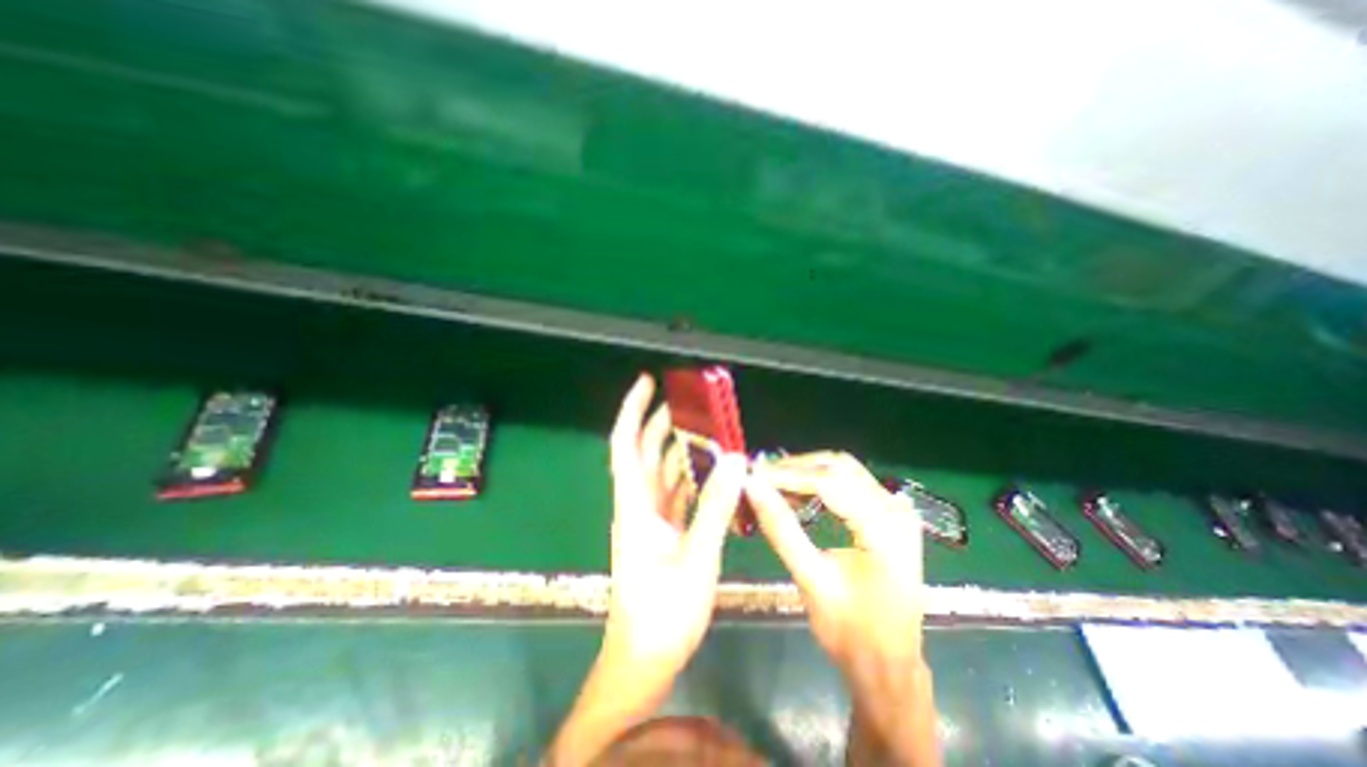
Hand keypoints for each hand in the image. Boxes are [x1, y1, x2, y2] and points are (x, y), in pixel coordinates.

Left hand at [543, 377, 743, 765]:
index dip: (632, 410)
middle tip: (692, 403)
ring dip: (680, 449)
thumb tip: (735, 460)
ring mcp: (650, 519)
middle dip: (663, 423)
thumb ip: (715, 507)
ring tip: (708, 430)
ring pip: (662, 471)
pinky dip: (691, 477)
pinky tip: (712, 471)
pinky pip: (676, 493)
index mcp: (635, 505)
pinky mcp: (662, 533)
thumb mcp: (696, 558)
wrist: (643, 660)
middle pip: (646, 451)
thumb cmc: (662, 614)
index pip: (625, 444)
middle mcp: (638, 505)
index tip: (647, 382)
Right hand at [745, 452, 940, 762]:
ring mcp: (898, 512)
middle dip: (796, 468)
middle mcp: (896, 511)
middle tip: (761, 479)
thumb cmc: (850, 632)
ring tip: (775, 486)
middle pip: (839, 467)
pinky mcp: (891, 517)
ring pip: (845, 470)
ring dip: (808, 473)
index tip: (753, 476)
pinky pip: (853, 484)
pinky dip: (822, 482)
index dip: (787, 474)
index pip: (829, 481)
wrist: (889, 667)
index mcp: (884, 530)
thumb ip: (781, 528)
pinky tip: (800, 494)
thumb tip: (752, 486)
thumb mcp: (810, 580)